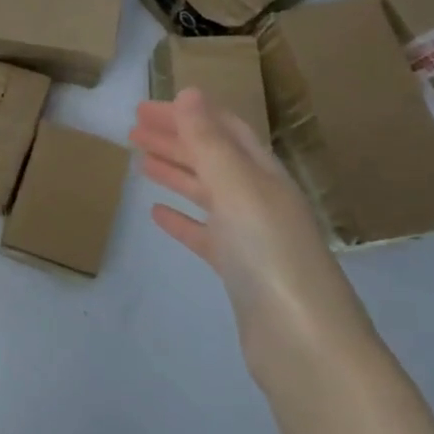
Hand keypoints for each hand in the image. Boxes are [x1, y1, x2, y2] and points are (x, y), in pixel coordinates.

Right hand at [129, 88, 362, 355]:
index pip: (224, 129)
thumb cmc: (268, 254)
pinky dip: (181, 219)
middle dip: (175, 138)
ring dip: (174, 172)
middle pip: (212, 157)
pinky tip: (157, 214)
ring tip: (139, 161)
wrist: (301, 340)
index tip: (146, 106)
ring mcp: (250, 235)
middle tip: (133, 128)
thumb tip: (189, 93)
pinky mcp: (238, 269)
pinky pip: (204, 233)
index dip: (187, 114)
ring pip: (206, 192)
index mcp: (263, 174)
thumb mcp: (236, 188)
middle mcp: (259, 198)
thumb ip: (209, 142)